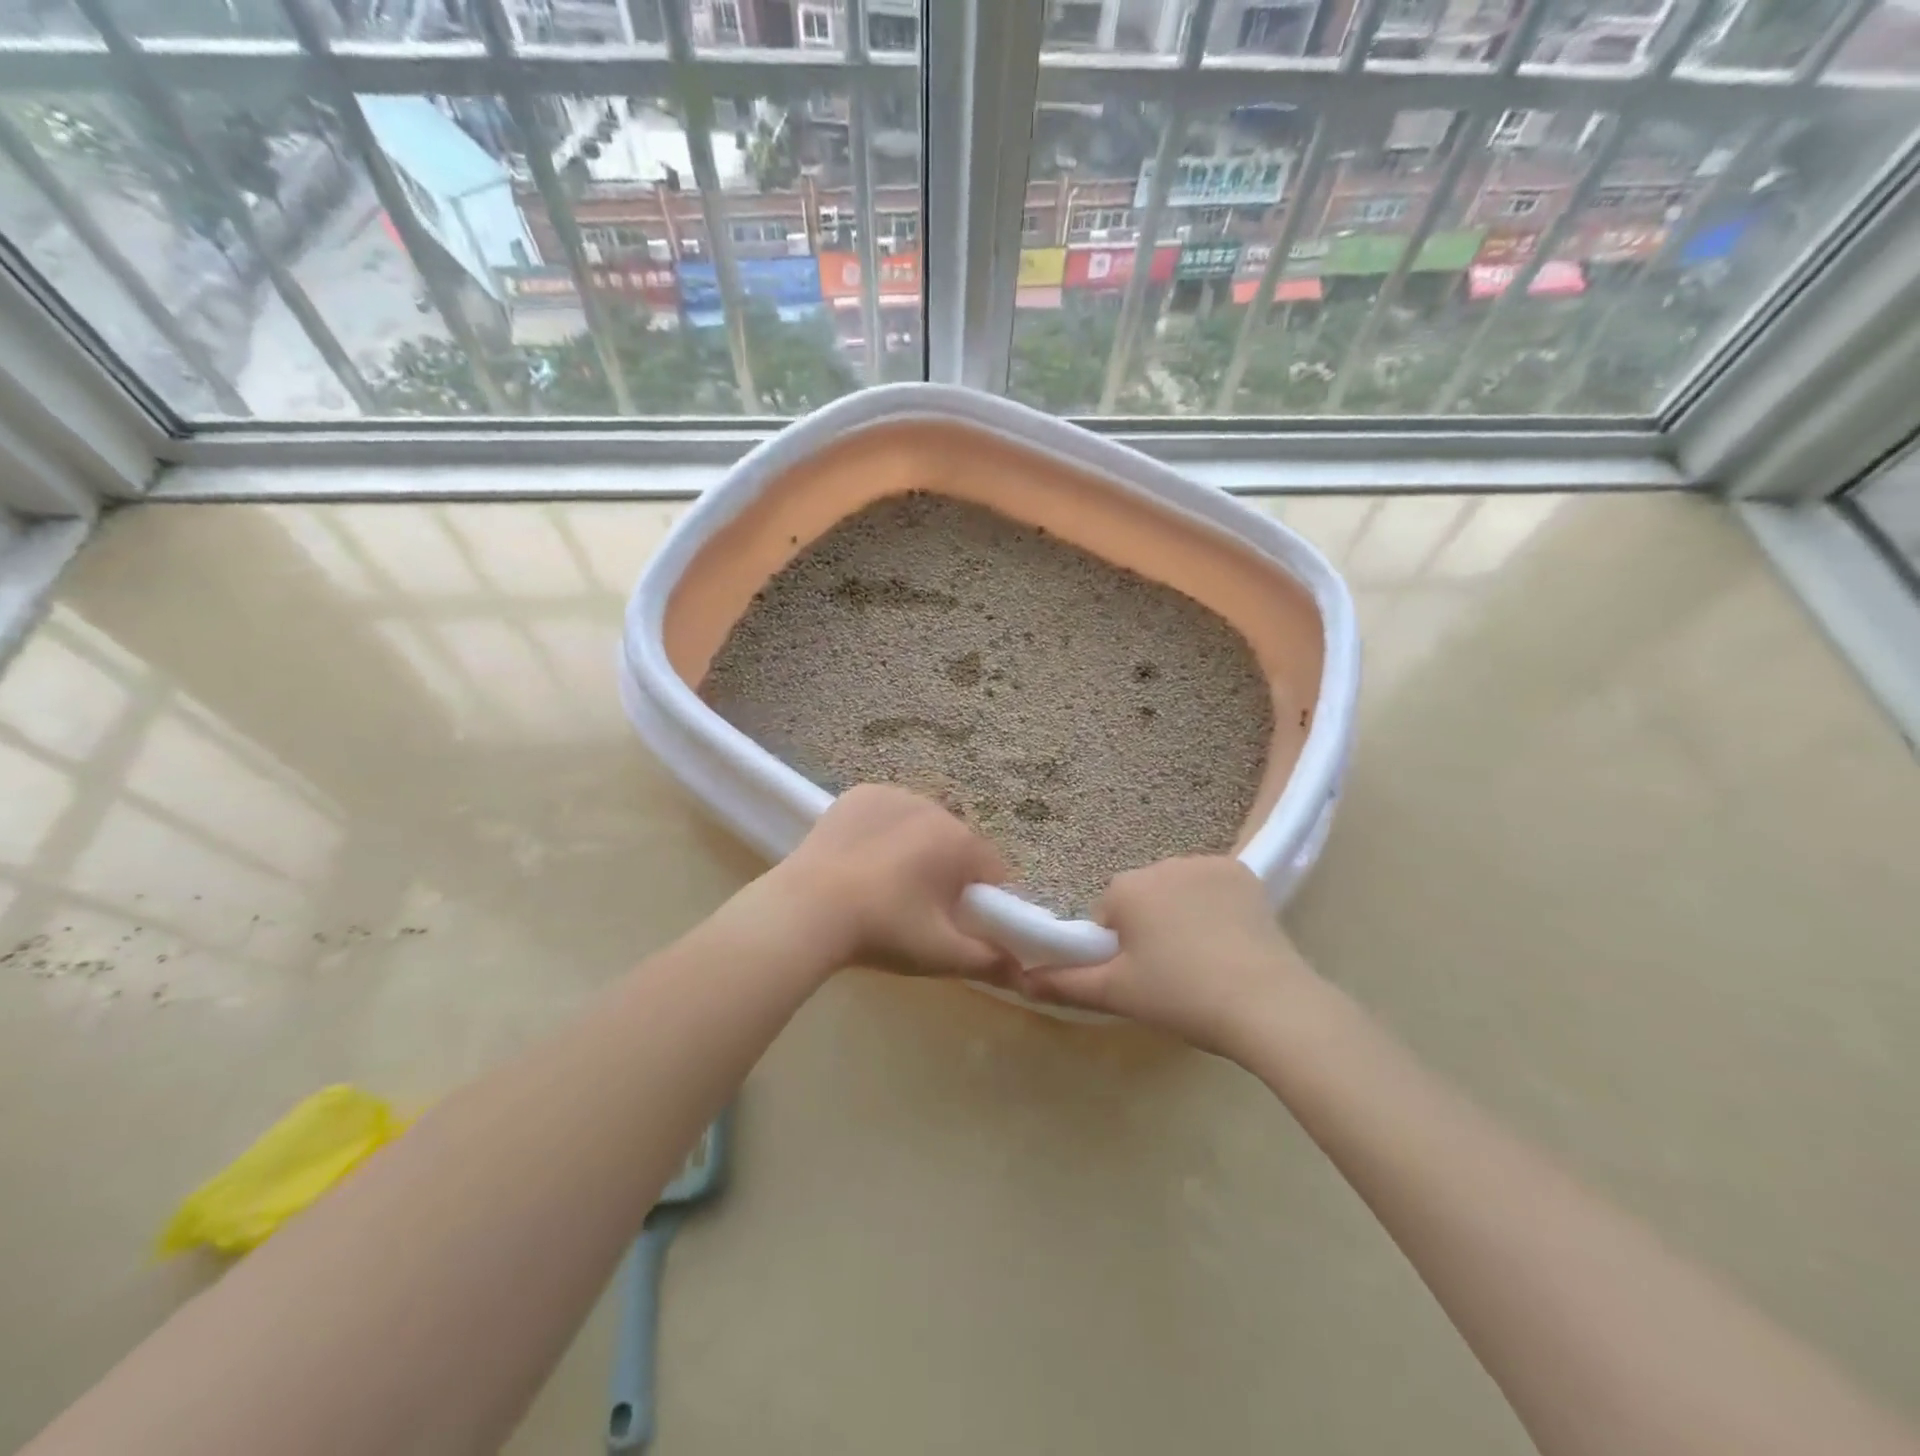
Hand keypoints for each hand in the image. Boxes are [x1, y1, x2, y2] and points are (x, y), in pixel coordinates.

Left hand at [769, 784, 1012, 980]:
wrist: (806, 910)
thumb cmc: (883, 930)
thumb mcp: (941, 954)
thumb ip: (989, 961)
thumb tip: (1023, 972)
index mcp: (960, 841)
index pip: (992, 870)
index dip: (981, 899)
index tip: (957, 922)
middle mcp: (933, 807)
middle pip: (955, 845)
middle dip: (946, 872)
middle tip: (916, 910)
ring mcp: (893, 795)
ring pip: (920, 827)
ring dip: (914, 849)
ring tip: (882, 886)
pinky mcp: (859, 794)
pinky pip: (886, 813)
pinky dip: (882, 832)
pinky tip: (860, 860)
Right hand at [1016, 857, 1315, 1055]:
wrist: (1267, 1003)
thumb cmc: (1181, 996)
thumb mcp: (1117, 994)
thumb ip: (1065, 983)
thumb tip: (1022, 980)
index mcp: (1126, 888)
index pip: (1107, 913)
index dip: (1119, 948)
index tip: (1143, 976)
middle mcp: (1161, 864)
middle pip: (1142, 897)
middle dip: (1149, 926)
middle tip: (1173, 972)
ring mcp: (1206, 863)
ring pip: (1176, 889)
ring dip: (1180, 913)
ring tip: (1206, 958)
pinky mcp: (1243, 871)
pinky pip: (1212, 885)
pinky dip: (1215, 904)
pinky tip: (1231, 938)